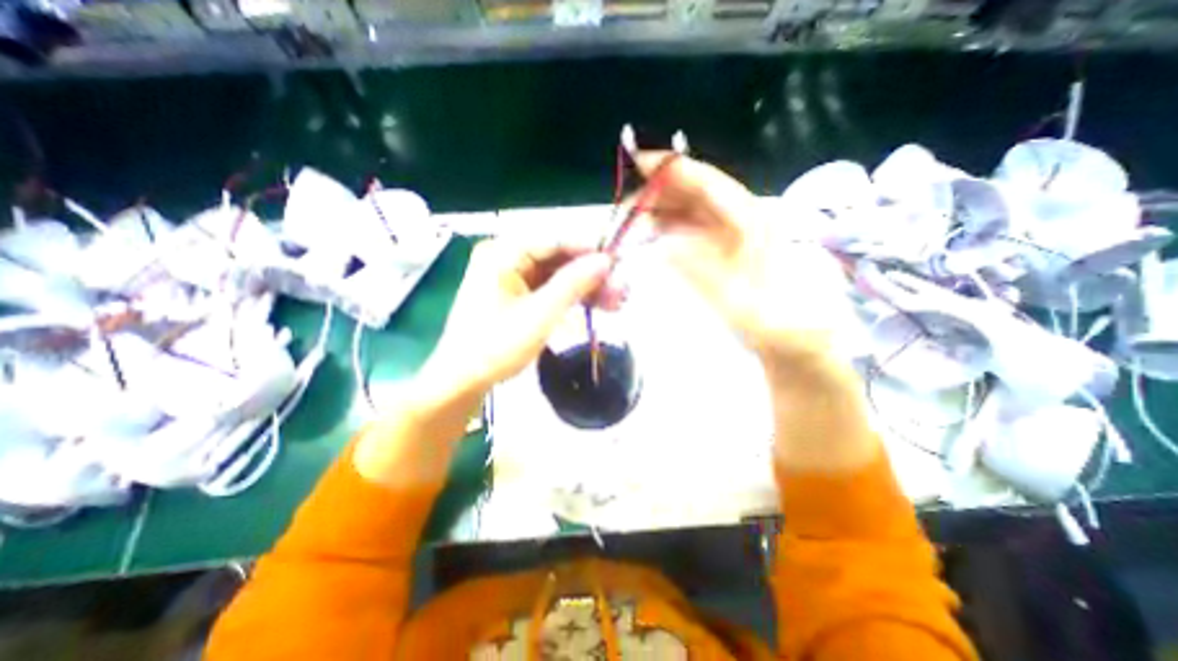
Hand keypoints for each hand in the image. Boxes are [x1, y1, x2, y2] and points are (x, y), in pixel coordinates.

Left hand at [415, 237, 618, 403]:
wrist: (463, 381)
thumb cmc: (496, 346)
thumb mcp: (540, 314)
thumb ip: (574, 283)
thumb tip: (606, 260)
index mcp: (503, 253)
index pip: (554, 240)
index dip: (588, 250)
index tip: (619, 263)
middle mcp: (506, 258)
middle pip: (558, 258)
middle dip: (591, 275)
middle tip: (622, 290)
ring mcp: (511, 278)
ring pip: (557, 275)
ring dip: (586, 288)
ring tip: (617, 302)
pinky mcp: (516, 297)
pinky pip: (549, 290)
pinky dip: (571, 299)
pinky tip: (596, 307)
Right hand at [635, 151, 856, 361]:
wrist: (787, 336)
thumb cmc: (770, 322)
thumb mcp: (737, 303)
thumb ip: (701, 274)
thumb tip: (662, 248)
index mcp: (751, 220)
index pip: (708, 183)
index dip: (673, 170)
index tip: (638, 164)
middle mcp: (740, 218)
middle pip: (695, 191)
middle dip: (659, 192)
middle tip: (625, 207)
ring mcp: (728, 232)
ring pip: (689, 209)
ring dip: (659, 211)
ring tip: (631, 222)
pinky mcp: (719, 247)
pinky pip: (688, 229)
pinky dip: (666, 229)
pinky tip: (649, 236)